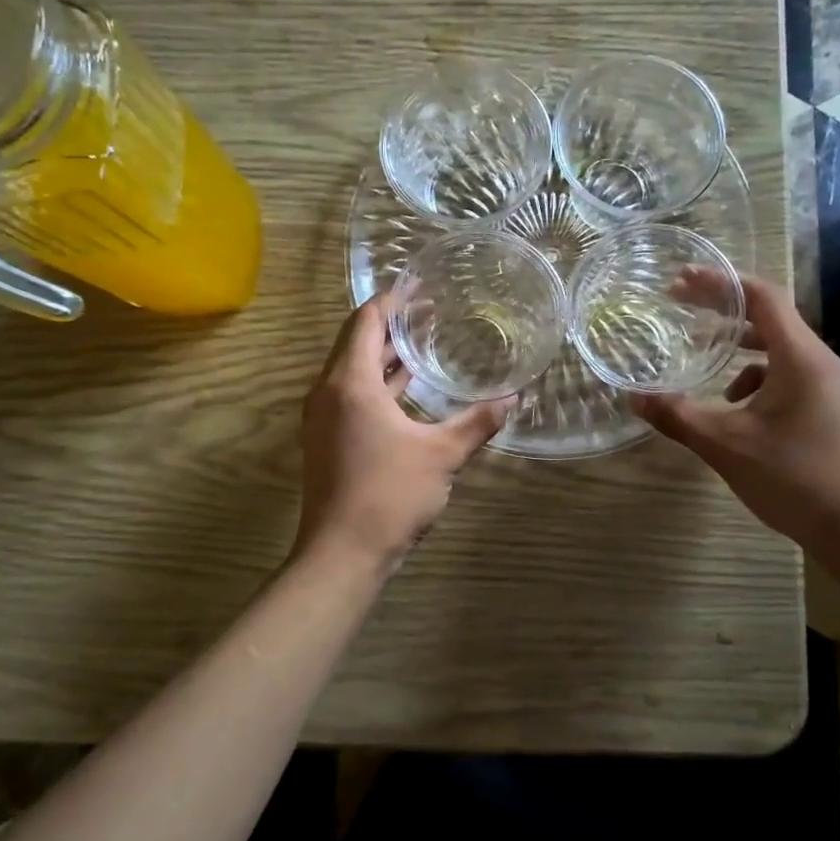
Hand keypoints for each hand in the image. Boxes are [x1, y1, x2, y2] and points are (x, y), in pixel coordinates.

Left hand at [295, 298, 513, 573]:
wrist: (341, 555)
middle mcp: (329, 392)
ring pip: (352, 371)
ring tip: (423, 342)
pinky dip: (378, 383)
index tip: (419, 285)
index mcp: (350, 383)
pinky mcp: (327, 440)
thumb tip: (514, 398)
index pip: (366, 322)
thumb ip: (478, 422)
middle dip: (391, 324)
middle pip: (355, 342)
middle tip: (429, 310)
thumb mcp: (442, 455)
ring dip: (384, 355)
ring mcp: (324, 418)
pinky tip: (408, 389)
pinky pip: (351, 395)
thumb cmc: (389, 495)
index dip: (392, 300)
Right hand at [631, 275, 839, 559]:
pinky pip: (786, 375)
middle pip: (768, 317)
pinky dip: (754, 378)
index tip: (681, 280)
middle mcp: (818, 361)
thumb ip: (679, 416)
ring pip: (777, 348)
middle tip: (680, 306)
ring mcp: (826, 386)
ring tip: (701, 356)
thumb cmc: (794, 478)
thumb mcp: (726, 445)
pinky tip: (733, 406)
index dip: (720, 283)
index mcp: (800, 357)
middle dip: (722, 311)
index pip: (761, 297)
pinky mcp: (826, 408)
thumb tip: (635, 397)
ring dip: (737, 346)